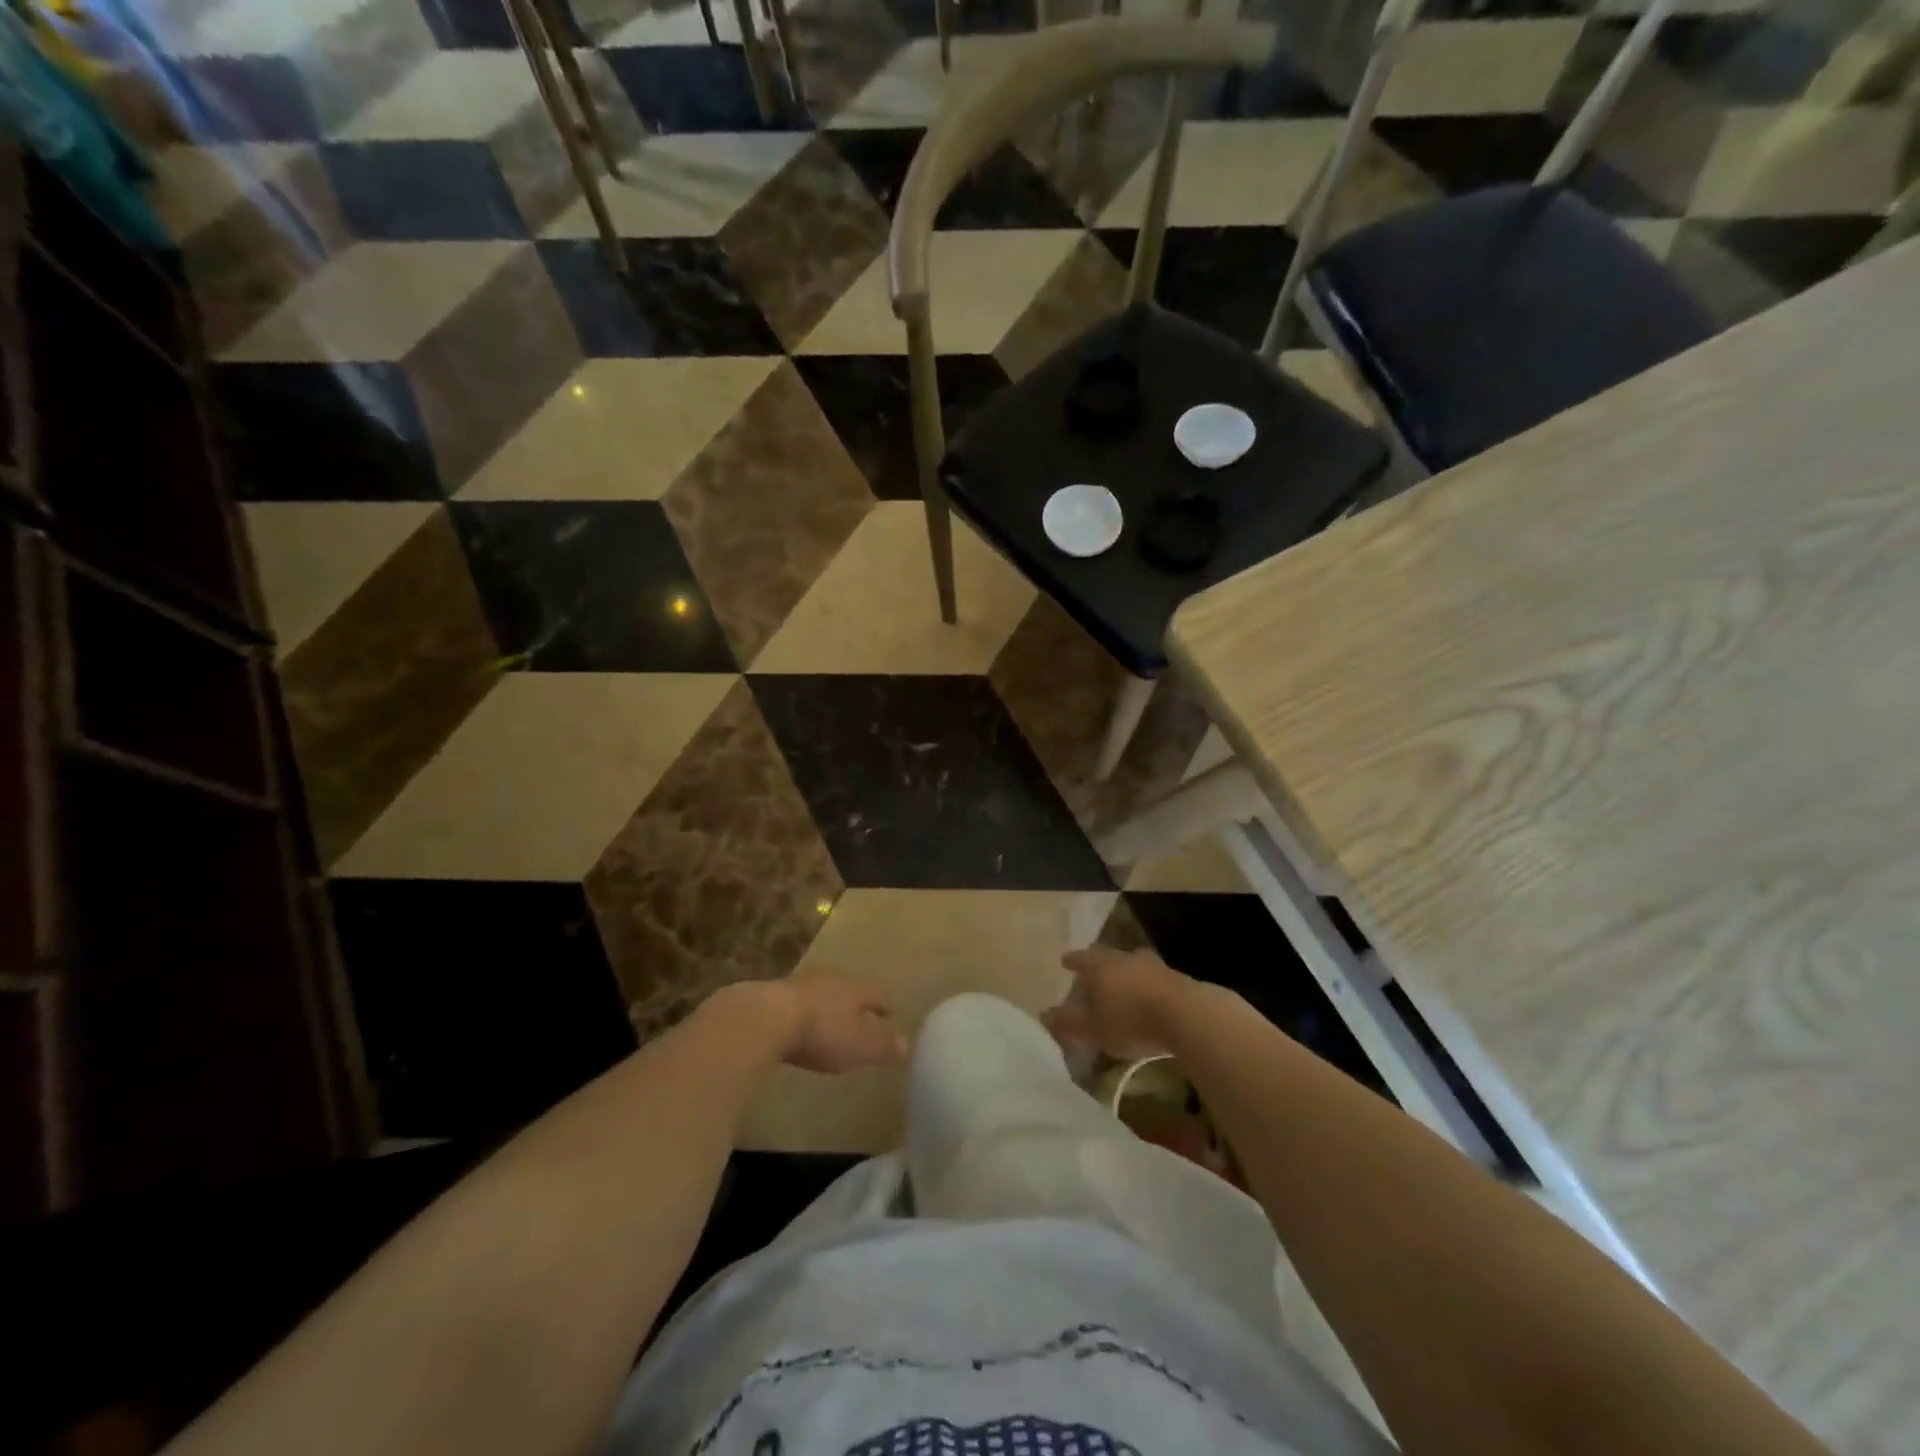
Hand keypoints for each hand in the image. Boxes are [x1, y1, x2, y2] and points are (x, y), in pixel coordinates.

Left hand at [775, 972, 908, 1074]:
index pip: (877, 993)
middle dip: (856, 1001)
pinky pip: (798, 1001)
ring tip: (831, 1019)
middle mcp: (831, 978)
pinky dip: (805, 1011)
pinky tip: (800, 1023)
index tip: (892, 1011)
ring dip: (828, 1004)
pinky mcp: (774, 994)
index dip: (885, 1004)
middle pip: (850, 988)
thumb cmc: (821, 1032)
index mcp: (855, 988)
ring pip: (823, 991)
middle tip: (861, 1014)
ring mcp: (800, 983)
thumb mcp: (858, 1046)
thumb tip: (906, 1044)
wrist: (764, 1018)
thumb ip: (883, 1045)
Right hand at [1043, 945, 1193, 1061]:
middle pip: (1107, 956)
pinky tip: (1147, 996)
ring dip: (1125, 972)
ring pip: (1132, 963)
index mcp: (1100, 966)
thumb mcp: (1093, 1029)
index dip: (1072, 961)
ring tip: (1121, 983)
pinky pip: (1152, 977)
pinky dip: (1145, 983)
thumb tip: (1043, 1015)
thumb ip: (1068, 1022)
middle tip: (1092, 972)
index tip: (1065, 961)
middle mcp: (1124, 958)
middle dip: (1098, 963)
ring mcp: (1152, 965)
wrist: (1186, 1015)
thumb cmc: (1130, 1020)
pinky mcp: (1175, 977)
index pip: (1080, 958)